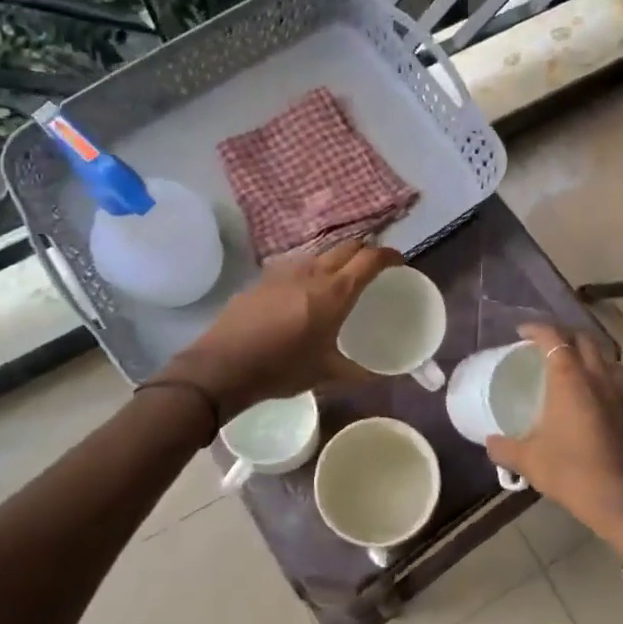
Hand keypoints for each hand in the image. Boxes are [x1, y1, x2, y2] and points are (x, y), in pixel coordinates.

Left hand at [161, 239, 401, 417]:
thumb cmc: (281, 368)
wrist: (223, 366)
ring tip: (338, 280)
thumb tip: (379, 376)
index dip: (389, 255)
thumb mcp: (325, 373)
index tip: (398, 262)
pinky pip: (295, 266)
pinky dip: (309, 271)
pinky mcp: (262, 278)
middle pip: (347, 247)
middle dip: (364, 252)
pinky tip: (302, 293)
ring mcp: (284, 271)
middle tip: (372, 269)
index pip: (370, 258)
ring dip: (335, 259)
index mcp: (335, 291)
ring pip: (319, 253)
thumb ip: (356, 372)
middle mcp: (312, 272)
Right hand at [486, 323, 622, 557]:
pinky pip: (617, 376)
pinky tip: (592, 392)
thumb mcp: (529, 461)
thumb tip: (490, 442)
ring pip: (606, 355)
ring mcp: (620, 393)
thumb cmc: (572, 472)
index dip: (537, 329)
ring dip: (588, 351)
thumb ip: (505, 448)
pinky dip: (602, 372)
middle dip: (563, 334)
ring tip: (572, 362)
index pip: (554, 338)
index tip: (521, 333)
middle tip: (545, 345)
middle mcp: (598, 377)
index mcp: (570, 379)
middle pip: (583, 339)